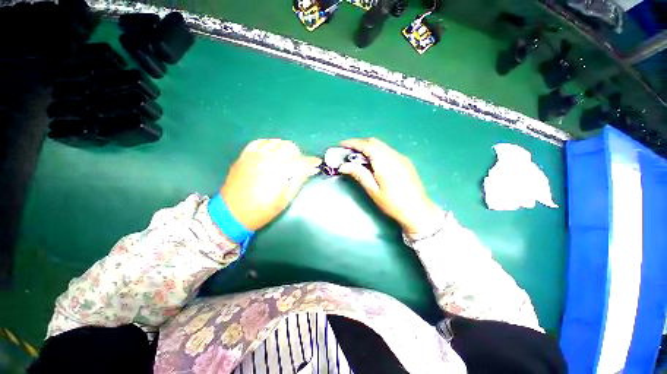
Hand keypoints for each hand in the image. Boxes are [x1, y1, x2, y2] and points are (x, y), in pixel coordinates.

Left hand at [221, 139, 321, 230]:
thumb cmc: (262, 210)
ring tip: (286, 159)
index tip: (317, 163)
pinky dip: (268, 144)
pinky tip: (271, 152)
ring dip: (285, 148)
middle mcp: (267, 158)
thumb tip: (311, 169)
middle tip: (299, 165)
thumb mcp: (285, 198)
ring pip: (275, 142)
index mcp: (279, 170)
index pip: (300, 161)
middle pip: (289, 147)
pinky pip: (259, 142)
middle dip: (298, 155)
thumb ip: (299, 180)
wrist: (232, 214)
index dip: (311, 161)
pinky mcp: (244, 156)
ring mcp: (253, 155)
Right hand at [339, 138, 436, 233]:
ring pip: (381, 146)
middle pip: (374, 142)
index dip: (353, 143)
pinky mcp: (405, 162)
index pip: (366, 146)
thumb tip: (343, 166)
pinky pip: (388, 151)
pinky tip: (373, 162)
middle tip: (348, 152)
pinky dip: (377, 152)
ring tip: (358, 157)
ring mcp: (401, 157)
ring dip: (368, 147)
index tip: (341, 145)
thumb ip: (359, 174)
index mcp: (385, 162)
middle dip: (360, 144)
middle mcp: (394, 155)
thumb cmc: (393, 203)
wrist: (418, 211)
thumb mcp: (373, 190)